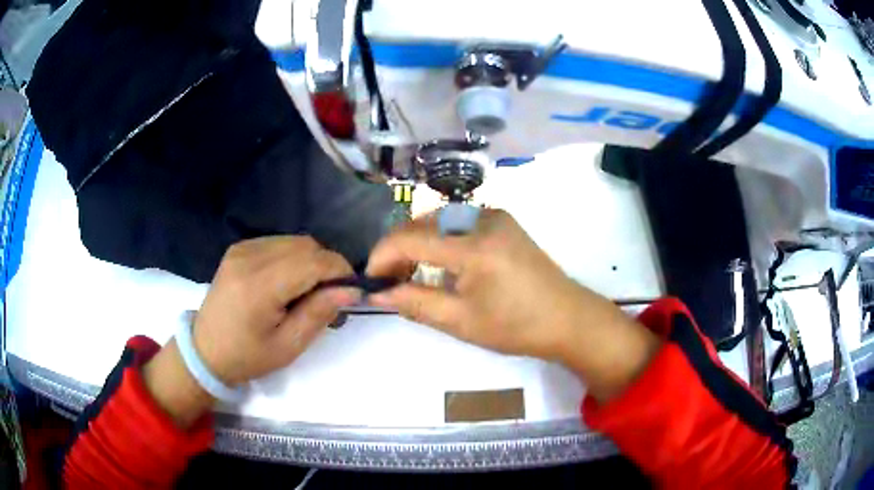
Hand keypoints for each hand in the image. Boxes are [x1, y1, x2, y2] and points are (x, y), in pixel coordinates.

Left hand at [144, 236, 358, 427]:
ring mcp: (241, 249)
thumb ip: (319, 313)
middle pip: (306, 245)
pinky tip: (287, 282)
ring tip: (307, 291)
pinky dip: (293, 258)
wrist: (205, 350)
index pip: (313, 261)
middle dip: (327, 266)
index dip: (340, 271)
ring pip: (295, 241)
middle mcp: (249, 258)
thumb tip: (351, 290)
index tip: (351, 291)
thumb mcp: (288, 346)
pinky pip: (278, 243)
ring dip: (311, 261)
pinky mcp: (238, 248)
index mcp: (259, 286)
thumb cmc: (247, 357)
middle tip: (329, 296)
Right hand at [366, 210, 659, 402]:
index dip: (383, 255)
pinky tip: (440, 264)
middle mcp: (483, 219)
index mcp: (474, 246)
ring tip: (411, 274)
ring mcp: (496, 217)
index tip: (370, 278)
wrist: (567, 318)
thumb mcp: (461, 321)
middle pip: (423, 223)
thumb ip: (414, 303)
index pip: (410, 238)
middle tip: (390, 280)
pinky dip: (440, 240)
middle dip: (399, 249)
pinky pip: (459, 223)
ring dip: (418, 243)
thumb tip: (377, 293)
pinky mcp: (504, 222)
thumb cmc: (516, 327)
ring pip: (439, 221)